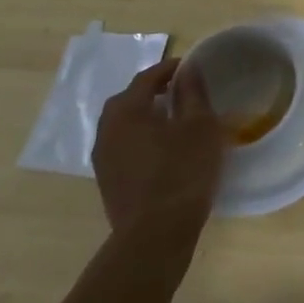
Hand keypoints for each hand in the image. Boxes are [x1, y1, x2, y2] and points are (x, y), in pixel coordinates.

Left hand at [93, 57, 226, 257]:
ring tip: (175, 118)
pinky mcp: (108, 181)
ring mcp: (103, 158)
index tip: (192, 66)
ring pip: (124, 124)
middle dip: (153, 90)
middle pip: (129, 99)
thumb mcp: (200, 126)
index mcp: (126, 110)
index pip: (147, 78)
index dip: (170, 68)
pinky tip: (164, 147)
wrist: (155, 235)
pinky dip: (142, 137)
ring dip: (146, 115)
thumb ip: (193, 93)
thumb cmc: (182, 171)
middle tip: (181, 89)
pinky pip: (124, 145)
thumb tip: (188, 70)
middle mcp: (107, 130)